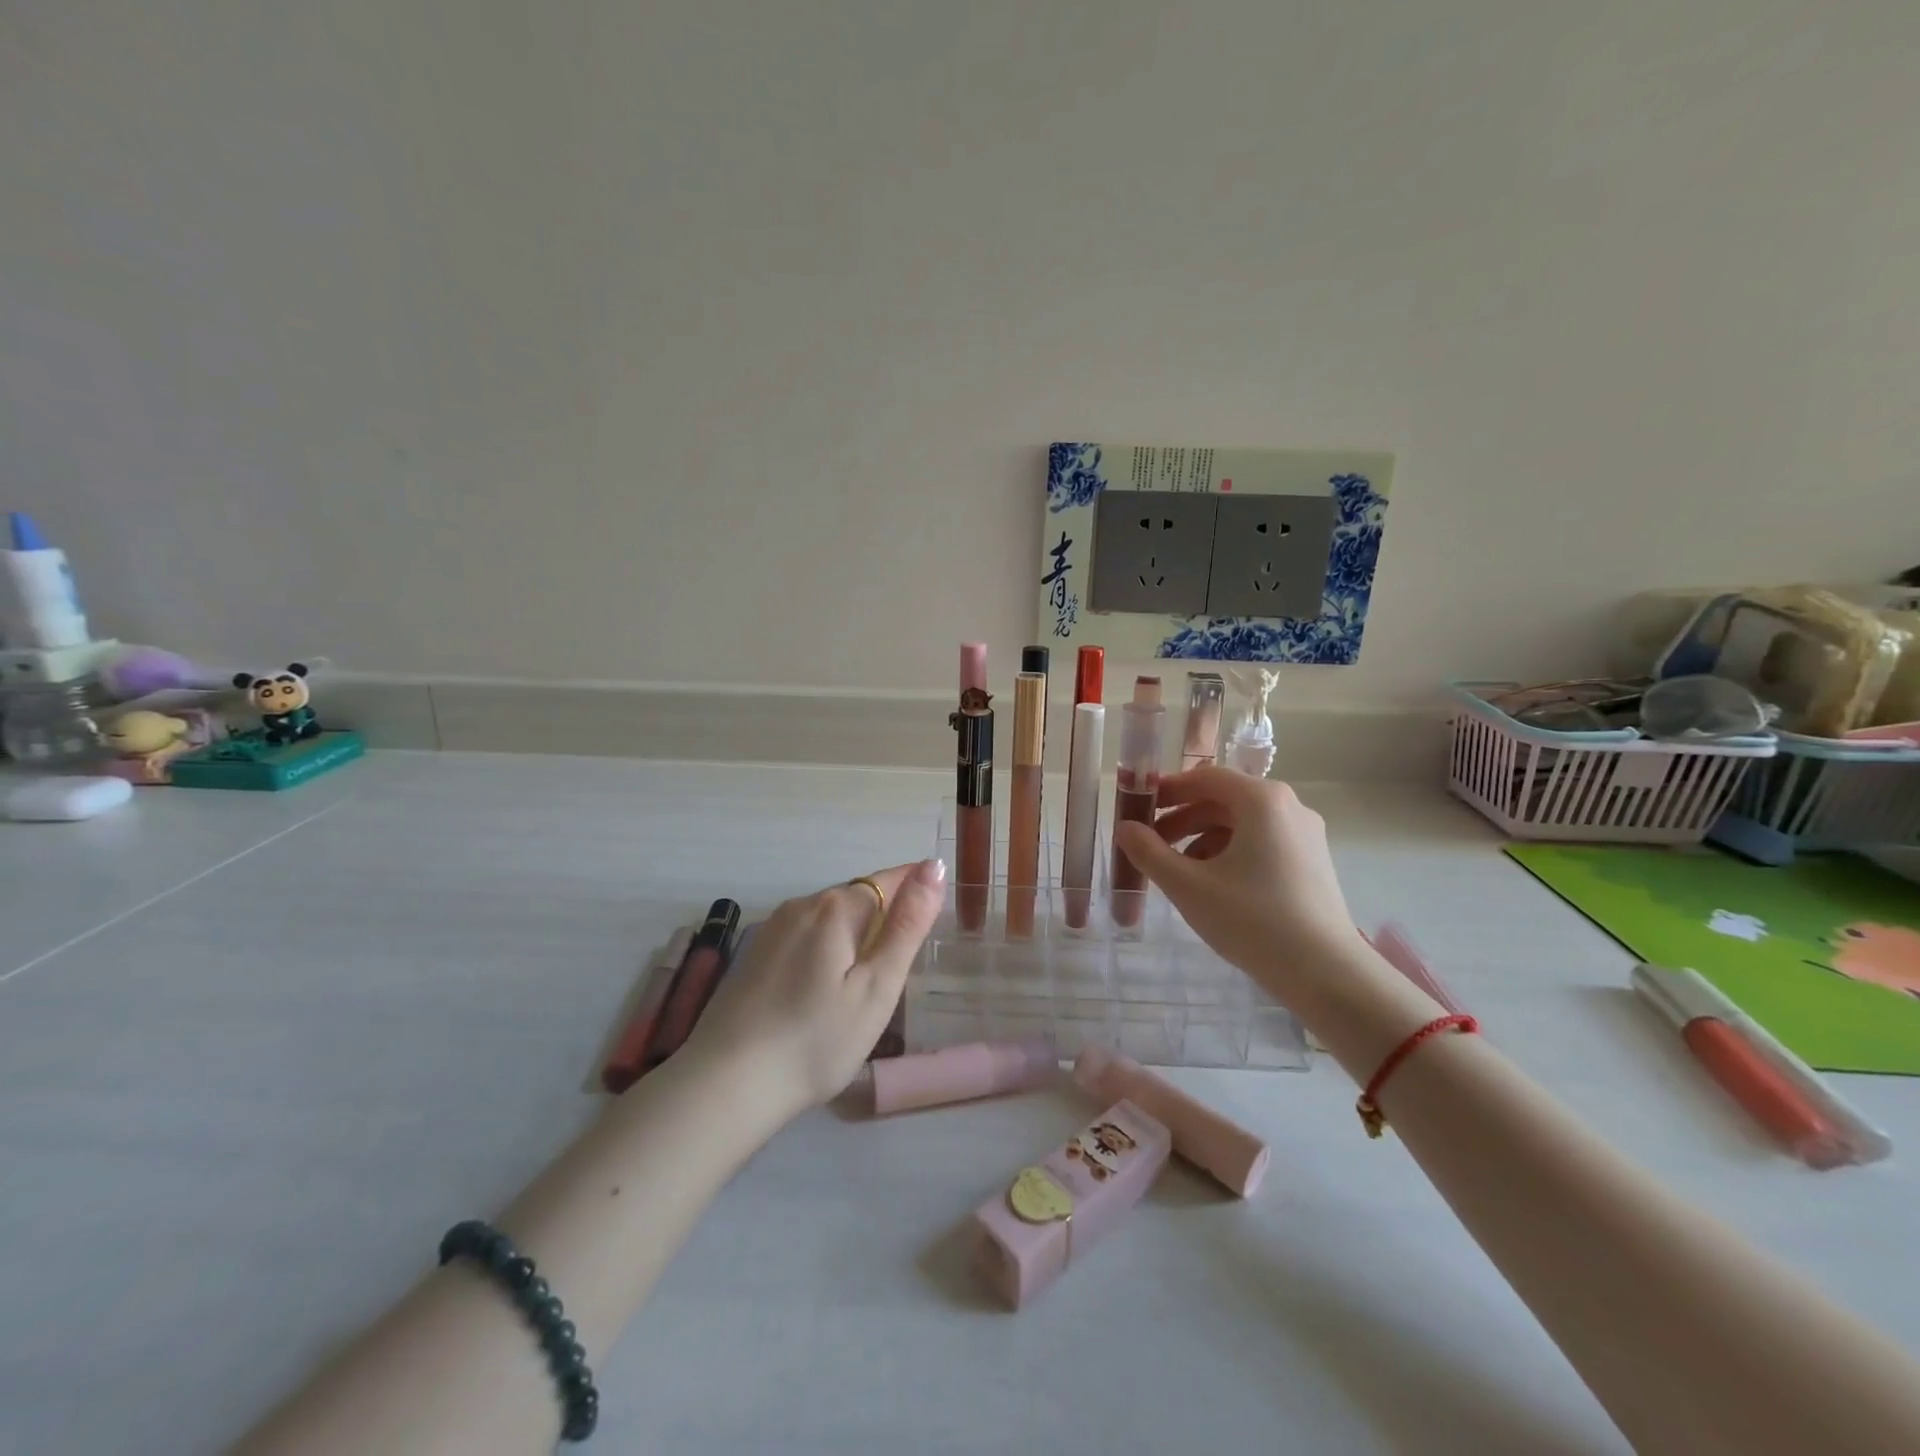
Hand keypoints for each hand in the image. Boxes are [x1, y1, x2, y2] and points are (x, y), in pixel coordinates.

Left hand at [683, 858, 945, 1120]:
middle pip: (857, 897)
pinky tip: (823, 989)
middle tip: (904, 961)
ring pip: (828, 918)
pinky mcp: (754, 955)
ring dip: (854, 934)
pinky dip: (825, 950)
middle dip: (885, 915)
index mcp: (835, 908)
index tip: (936, 908)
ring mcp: (772, 929)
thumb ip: (907, 925)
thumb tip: (932, 867)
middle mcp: (801, 905)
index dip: (915, 887)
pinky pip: (804, 937)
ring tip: (867, 980)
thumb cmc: (817, 1040)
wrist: (726, 1085)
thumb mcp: (877, 987)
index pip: (888, 879)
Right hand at [1112, 768, 1358, 1006]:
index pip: (1204, 778)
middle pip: (1223, 800)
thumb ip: (1149, 852)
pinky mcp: (1312, 862)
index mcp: (1262, 800)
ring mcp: (1305, 835)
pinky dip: (1230, 853)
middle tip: (1150, 844)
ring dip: (1202, 838)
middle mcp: (1288, 807)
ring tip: (1177, 871)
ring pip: (1241, 824)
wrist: (1327, 974)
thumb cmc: (1253, 921)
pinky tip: (1212, 885)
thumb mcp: (1188, 886)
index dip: (1167, 790)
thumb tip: (1124, 828)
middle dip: (1182, 819)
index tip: (1138, 807)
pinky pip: (1261, 843)